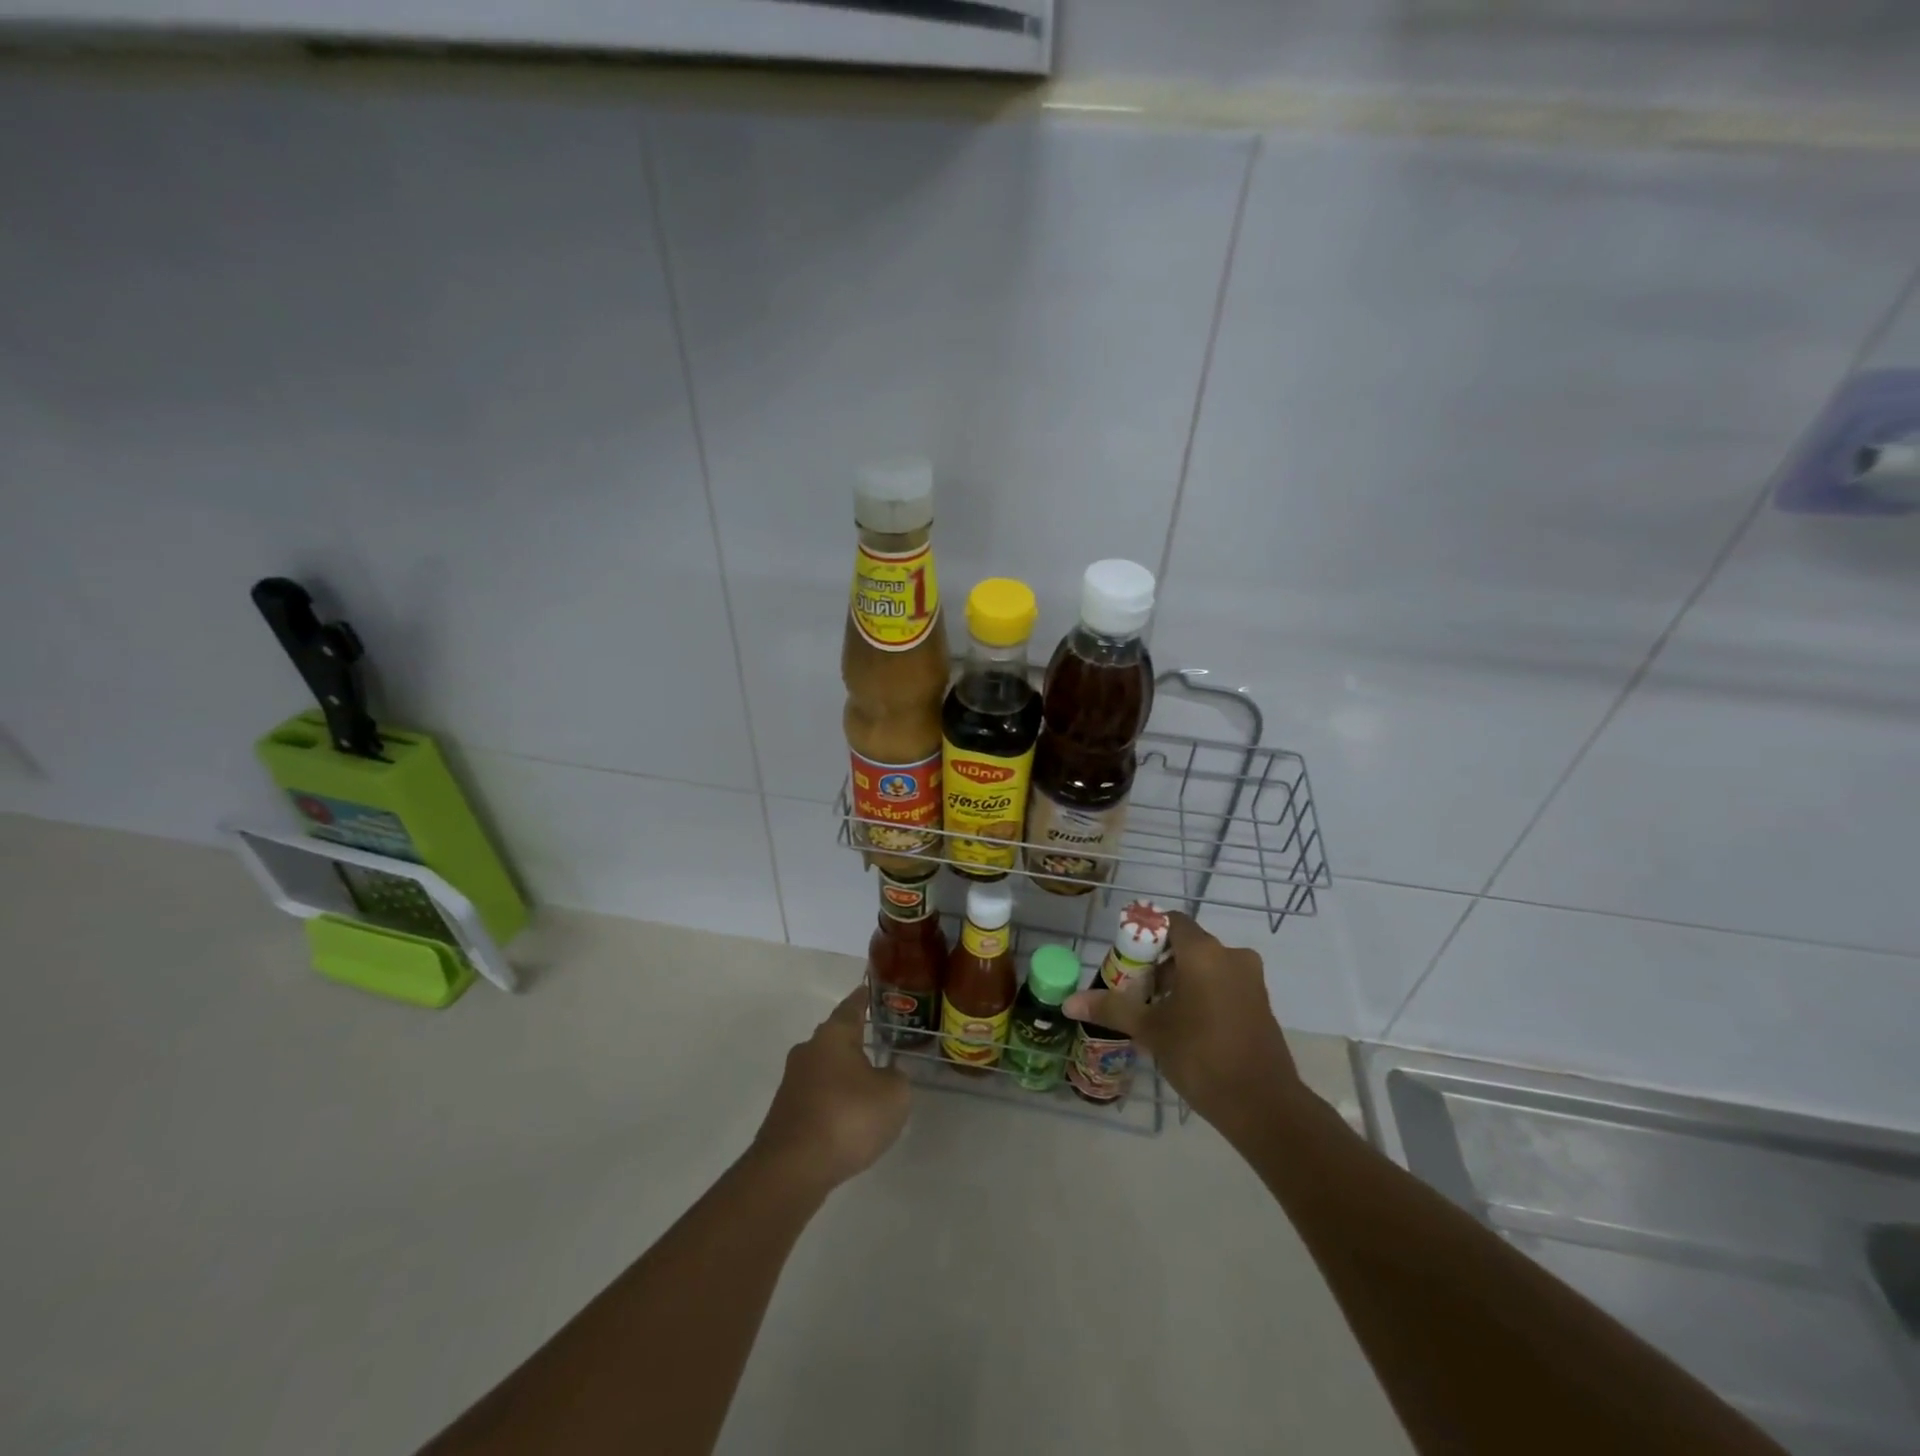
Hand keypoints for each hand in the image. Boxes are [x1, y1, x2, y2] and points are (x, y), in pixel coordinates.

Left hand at [752, 984, 909, 1192]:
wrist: (792, 1169)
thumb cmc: (848, 1118)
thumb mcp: (893, 1095)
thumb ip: (897, 1078)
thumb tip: (887, 1074)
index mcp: (834, 1035)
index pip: (852, 1006)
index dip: (864, 998)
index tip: (870, 990)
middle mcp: (809, 1050)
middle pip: (835, 1036)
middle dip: (854, 1038)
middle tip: (878, 1041)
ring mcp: (792, 1082)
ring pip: (824, 1067)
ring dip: (843, 1073)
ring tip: (867, 1083)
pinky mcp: (785, 1112)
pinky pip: (816, 1095)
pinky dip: (833, 1099)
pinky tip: (848, 1117)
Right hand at [1064, 913, 1305, 1134]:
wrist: (1263, 1105)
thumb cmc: (1201, 1056)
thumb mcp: (1150, 1030)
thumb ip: (1112, 1008)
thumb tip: (1069, 1001)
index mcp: (1204, 952)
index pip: (1171, 922)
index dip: (1145, 935)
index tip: (1126, 959)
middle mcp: (1231, 956)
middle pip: (1186, 946)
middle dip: (1158, 964)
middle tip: (1135, 991)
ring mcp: (1250, 981)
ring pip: (1206, 968)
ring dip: (1179, 982)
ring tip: (1156, 1013)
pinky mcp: (1260, 1004)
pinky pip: (1223, 985)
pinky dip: (1201, 995)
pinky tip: (1185, 1027)